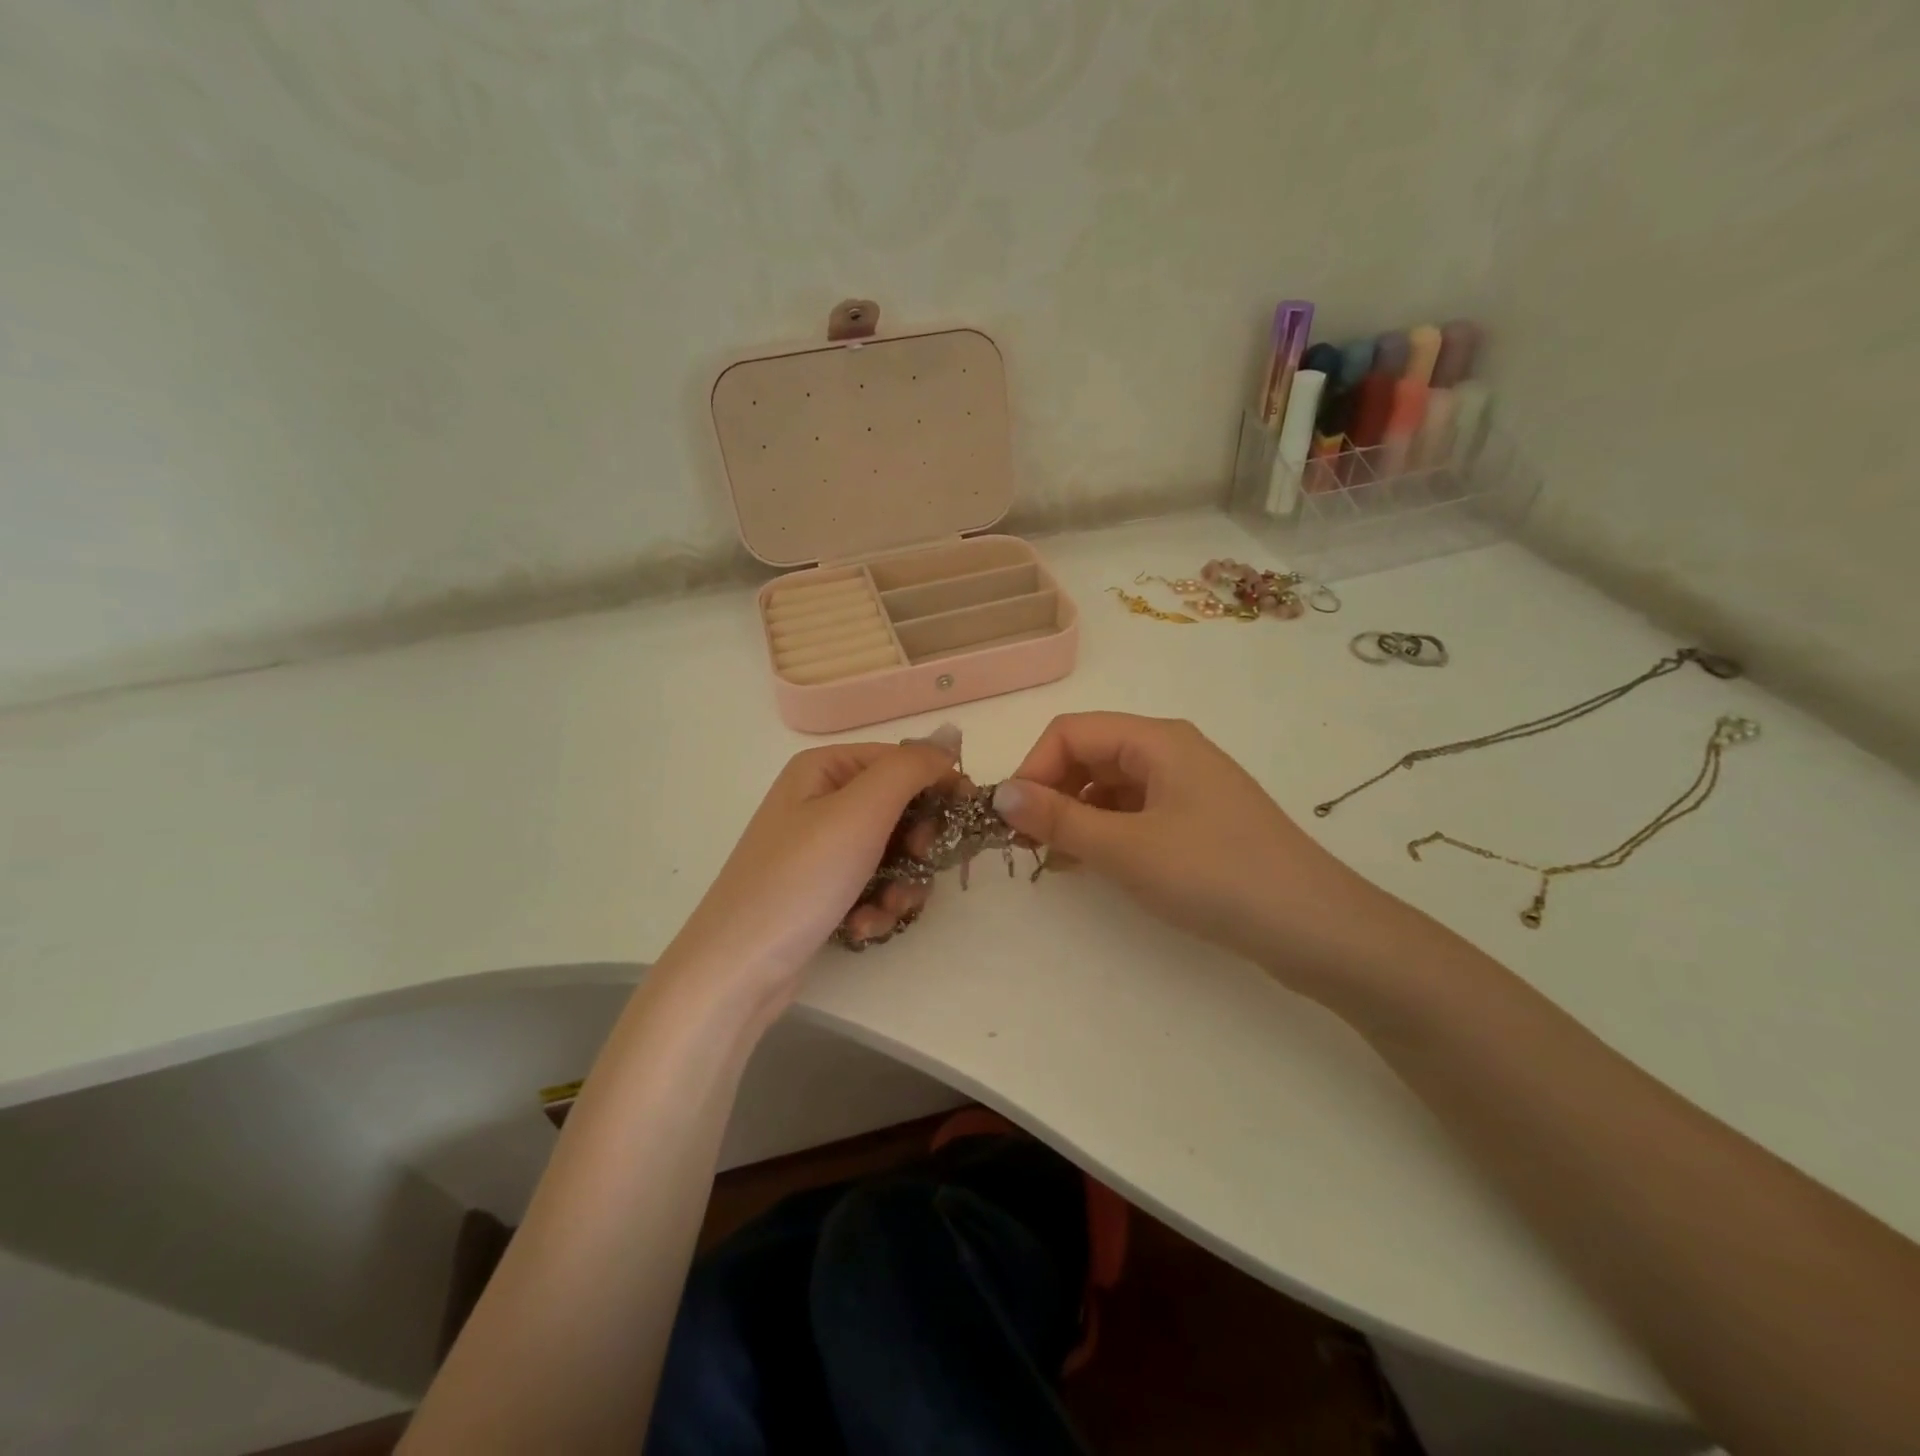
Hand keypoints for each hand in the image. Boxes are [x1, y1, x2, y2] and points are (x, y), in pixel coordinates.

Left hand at [664, 725, 962, 1008]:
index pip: (900, 760)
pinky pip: (872, 886)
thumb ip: (911, 768)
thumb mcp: (860, 812)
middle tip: (919, 863)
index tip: (965, 819)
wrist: (737, 969)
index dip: (937, 784)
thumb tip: (948, 739)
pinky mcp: (822, 891)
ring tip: (885, 908)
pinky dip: (877, 906)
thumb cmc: (800, 879)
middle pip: (900, 809)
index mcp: (824, 769)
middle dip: (917, 844)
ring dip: (901, 884)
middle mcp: (820, 801)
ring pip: (893, 854)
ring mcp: (820, 849)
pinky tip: (862, 927)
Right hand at [992, 713, 1399, 995]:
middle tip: (1027, 845)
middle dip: (1051, 792)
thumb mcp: (1126, 848)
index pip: (1070, 732)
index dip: (1033, 768)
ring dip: (1074, 815)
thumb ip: (1058, 819)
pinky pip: (1134, 812)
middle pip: (1089, 754)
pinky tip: (1092, 865)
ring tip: (1054, 861)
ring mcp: (1187, 786)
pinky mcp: (1197, 821)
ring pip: (1109, 785)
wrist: (1315, 928)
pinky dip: (1104, 832)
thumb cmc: (1215, 875)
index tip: (1012, 820)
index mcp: (1155, 739)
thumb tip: (998, 793)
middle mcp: (1170, 751)